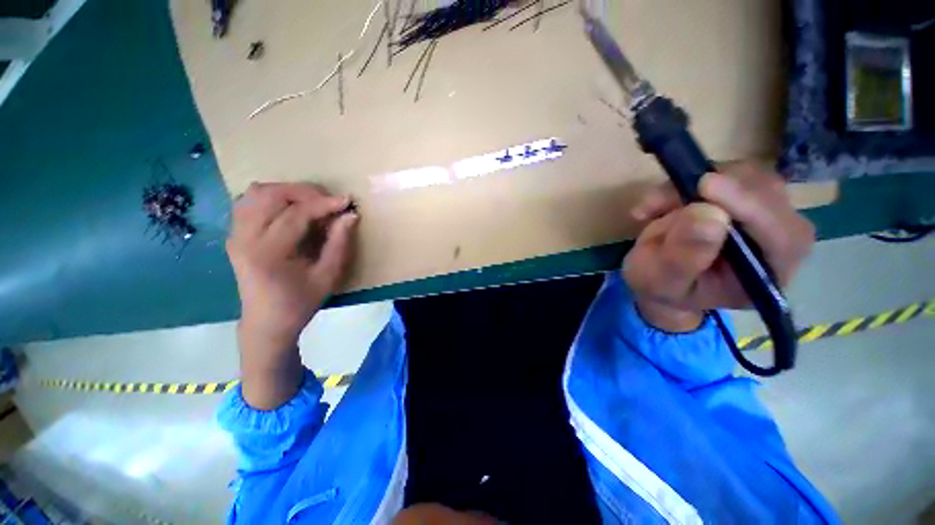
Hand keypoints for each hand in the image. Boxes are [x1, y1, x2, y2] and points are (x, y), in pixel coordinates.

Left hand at [227, 182, 357, 408]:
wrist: (266, 322)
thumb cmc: (300, 302)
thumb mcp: (327, 276)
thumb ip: (339, 243)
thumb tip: (350, 215)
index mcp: (267, 253)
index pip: (295, 214)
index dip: (324, 204)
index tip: (347, 201)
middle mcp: (244, 238)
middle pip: (270, 194)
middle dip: (305, 192)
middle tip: (330, 202)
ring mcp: (235, 234)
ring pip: (257, 193)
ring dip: (288, 191)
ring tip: (312, 203)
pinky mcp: (235, 234)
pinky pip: (249, 201)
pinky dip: (273, 197)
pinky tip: (291, 208)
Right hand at [623, 162, 814, 331]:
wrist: (656, 276)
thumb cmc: (660, 286)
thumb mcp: (659, 280)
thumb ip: (681, 257)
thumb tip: (709, 214)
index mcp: (767, 275)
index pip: (781, 236)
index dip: (749, 206)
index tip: (706, 185)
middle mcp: (779, 242)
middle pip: (770, 196)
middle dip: (716, 190)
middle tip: (664, 199)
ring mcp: (765, 214)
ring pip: (748, 176)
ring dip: (694, 184)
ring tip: (653, 208)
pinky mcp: (745, 196)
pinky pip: (726, 173)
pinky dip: (686, 181)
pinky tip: (659, 203)